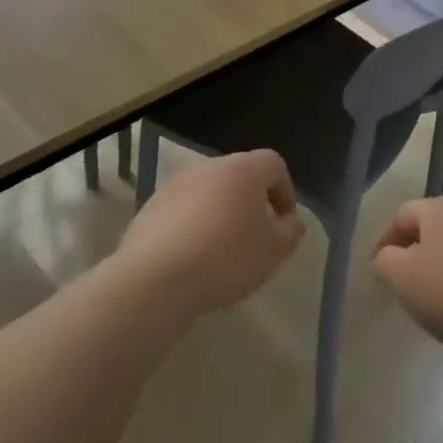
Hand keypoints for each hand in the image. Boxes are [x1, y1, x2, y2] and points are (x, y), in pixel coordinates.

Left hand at [118, 149, 303, 317]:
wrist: (155, 278)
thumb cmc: (225, 258)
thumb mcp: (273, 251)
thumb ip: (291, 231)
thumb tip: (291, 221)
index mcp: (243, 169)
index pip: (274, 164)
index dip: (285, 191)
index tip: (284, 223)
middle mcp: (209, 166)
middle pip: (240, 176)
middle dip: (251, 202)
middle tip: (255, 238)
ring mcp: (176, 184)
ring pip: (209, 193)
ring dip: (220, 214)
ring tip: (221, 252)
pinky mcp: (151, 206)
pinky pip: (183, 210)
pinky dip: (192, 226)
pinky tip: (191, 259)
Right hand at [371, 197, 442, 369]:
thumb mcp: (402, 277)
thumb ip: (384, 261)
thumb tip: (387, 257)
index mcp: (439, 207)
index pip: (401, 215)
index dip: (383, 241)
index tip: (375, 270)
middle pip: (429, 227)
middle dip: (411, 251)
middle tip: (400, 281)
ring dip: (437, 266)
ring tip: (429, 298)